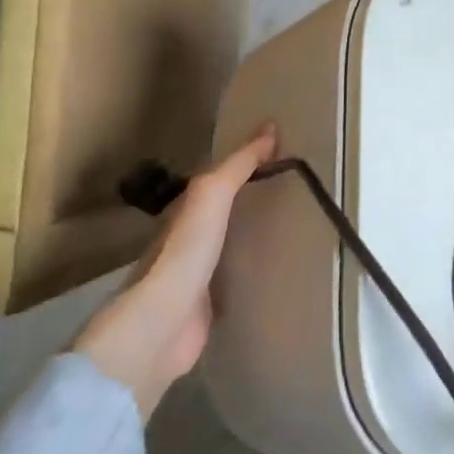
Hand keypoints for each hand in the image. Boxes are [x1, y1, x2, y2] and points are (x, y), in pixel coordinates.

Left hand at [74, 124, 277, 416]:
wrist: (162, 326)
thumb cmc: (185, 253)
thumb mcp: (211, 195)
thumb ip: (238, 165)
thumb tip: (270, 127)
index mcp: (185, 211)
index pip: (217, 182)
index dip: (243, 166)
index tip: (278, 155)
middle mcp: (188, 241)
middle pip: (222, 214)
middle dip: (249, 202)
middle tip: (290, 191)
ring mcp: (197, 278)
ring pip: (229, 247)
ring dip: (251, 237)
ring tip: (291, 227)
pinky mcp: (209, 310)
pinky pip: (236, 282)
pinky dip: (252, 272)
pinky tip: (274, 271)